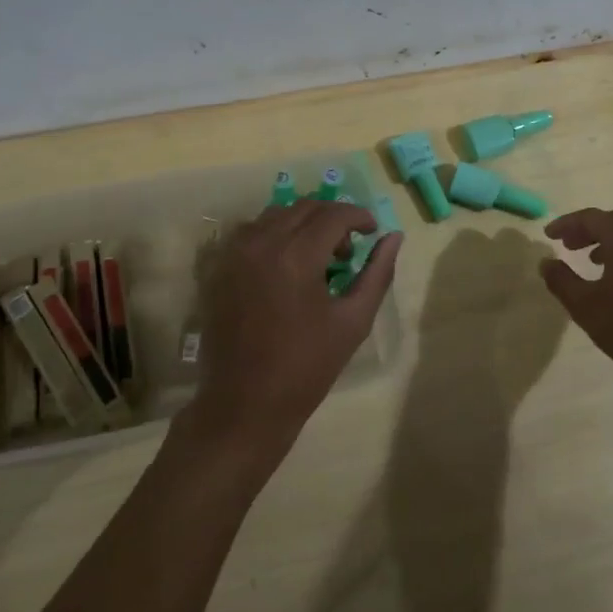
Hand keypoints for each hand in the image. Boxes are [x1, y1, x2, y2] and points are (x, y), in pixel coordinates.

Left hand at [181, 199, 401, 462]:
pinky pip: (251, 232)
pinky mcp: (219, 267)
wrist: (244, 404)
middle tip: (347, 250)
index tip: (373, 232)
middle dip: (333, 219)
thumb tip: (394, 237)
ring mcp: (234, 253)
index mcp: (296, 255)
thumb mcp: (353, 321)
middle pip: (305, 207)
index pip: (334, 214)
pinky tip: (286, 264)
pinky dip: (275, 235)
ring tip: (317, 257)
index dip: (359, 216)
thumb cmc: (306, 367)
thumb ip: (377, 273)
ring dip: (303, 223)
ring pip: (276, 215)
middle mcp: (262, 242)